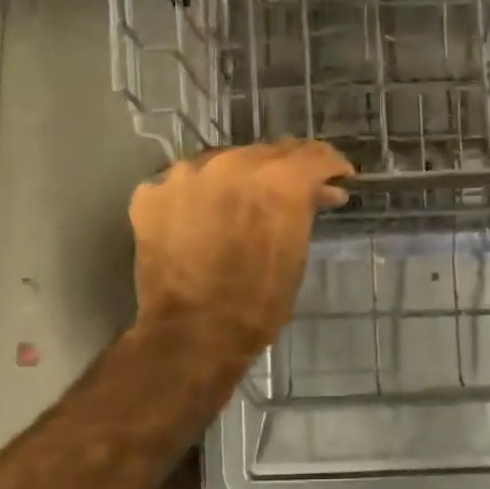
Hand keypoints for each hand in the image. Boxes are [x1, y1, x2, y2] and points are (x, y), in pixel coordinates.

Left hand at [130, 139, 353, 354]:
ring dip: (237, 181)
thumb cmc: (257, 304)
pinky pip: (184, 183)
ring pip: (223, 162)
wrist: (191, 335)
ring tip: (239, 208)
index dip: (331, 166)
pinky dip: (197, 196)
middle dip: (283, 172)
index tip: (337, 179)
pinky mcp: (152, 192)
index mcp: (278, 180)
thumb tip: (318, 192)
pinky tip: (200, 220)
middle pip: (267, 154)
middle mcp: (232, 163)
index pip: (314, 155)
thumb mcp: (295, 254)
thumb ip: (304, 210)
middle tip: (289, 195)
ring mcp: (186, 174)